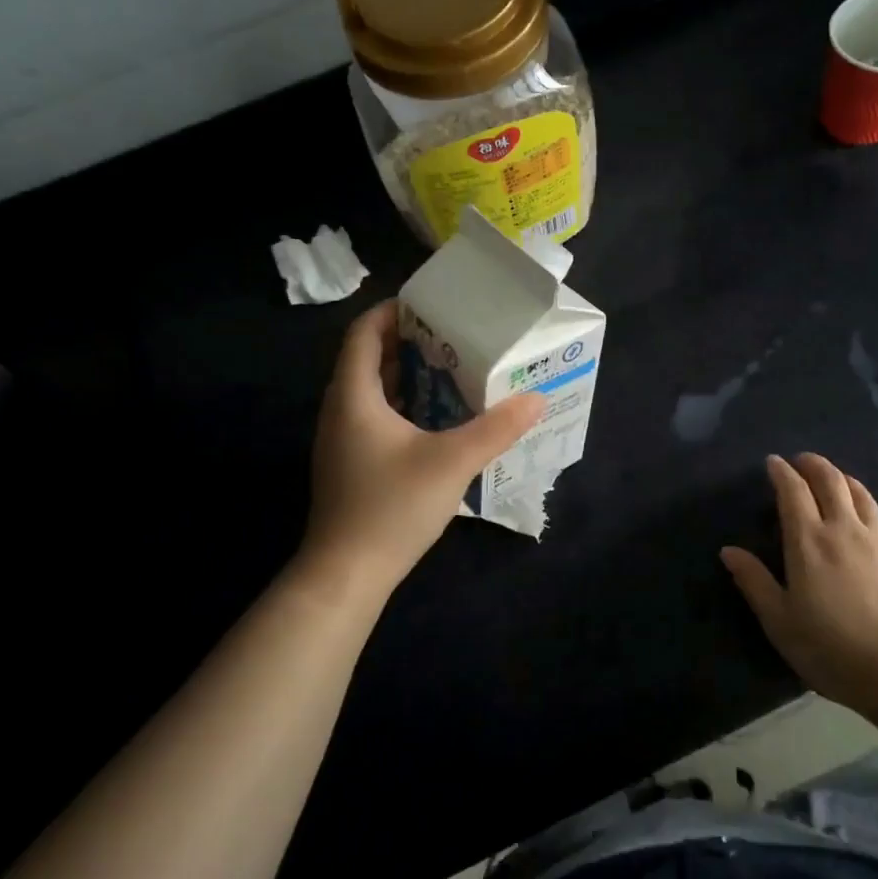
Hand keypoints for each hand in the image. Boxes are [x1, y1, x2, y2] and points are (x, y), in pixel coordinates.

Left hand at [301, 300, 543, 601]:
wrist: (346, 574)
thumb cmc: (392, 507)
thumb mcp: (452, 462)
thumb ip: (496, 428)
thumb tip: (536, 398)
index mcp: (354, 397)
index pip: (362, 334)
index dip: (390, 312)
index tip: (428, 304)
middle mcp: (340, 411)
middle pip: (368, 360)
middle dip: (408, 342)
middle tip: (453, 336)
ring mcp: (342, 441)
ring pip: (372, 392)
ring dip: (407, 376)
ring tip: (452, 370)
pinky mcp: (350, 465)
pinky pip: (375, 418)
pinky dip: (403, 406)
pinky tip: (438, 420)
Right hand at [720, 453, 877, 709]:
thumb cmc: (830, 648)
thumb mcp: (780, 621)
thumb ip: (754, 581)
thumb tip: (729, 550)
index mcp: (808, 541)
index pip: (793, 492)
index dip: (782, 472)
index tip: (773, 462)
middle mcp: (844, 530)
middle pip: (831, 481)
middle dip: (814, 465)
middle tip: (802, 461)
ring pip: (862, 496)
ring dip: (844, 480)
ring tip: (836, 479)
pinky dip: (871, 515)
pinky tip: (870, 525)